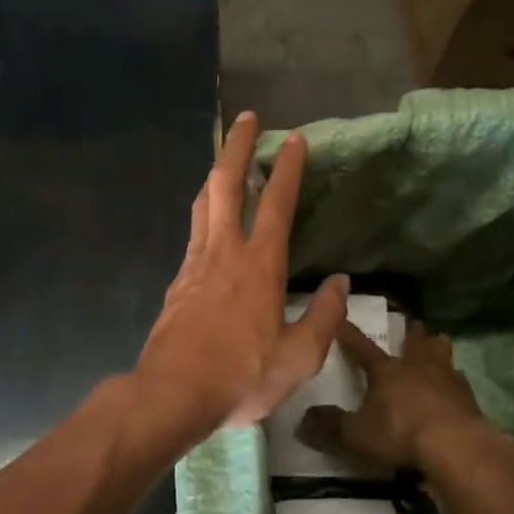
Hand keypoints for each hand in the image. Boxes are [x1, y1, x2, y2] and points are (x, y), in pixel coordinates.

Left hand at [132, 112, 347, 442]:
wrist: (172, 394)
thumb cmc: (241, 376)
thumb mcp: (299, 357)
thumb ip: (324, 317)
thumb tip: (341, 284)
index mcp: (259, 266)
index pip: (277, 204)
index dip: (288, 169)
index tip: (295, 139)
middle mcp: (224, 253)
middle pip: (226, 185)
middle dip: (238, 147)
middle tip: (247, 119)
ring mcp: (195, 265)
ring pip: (203, 204)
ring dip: (216, 174)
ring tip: (226, 160)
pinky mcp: (177, 282)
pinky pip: (193, 233)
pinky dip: (203, 212)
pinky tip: (209, 221)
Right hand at [298, 319, 489, 472]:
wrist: (457, 447)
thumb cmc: (401, 433)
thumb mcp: (356, 435)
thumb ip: (329, 427)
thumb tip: (302, 421)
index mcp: (386, 370)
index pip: (361, 346)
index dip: (348, 334)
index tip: (339, 318)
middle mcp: (417, 366)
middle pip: (415, 341)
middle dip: (411, 332)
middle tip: (411, 325)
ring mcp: (448, 379)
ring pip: (443, 353)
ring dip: (437, 349)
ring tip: (437, 348)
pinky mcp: (469, 399)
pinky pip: (460, 382)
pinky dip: (454, 383)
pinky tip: (454, 391)